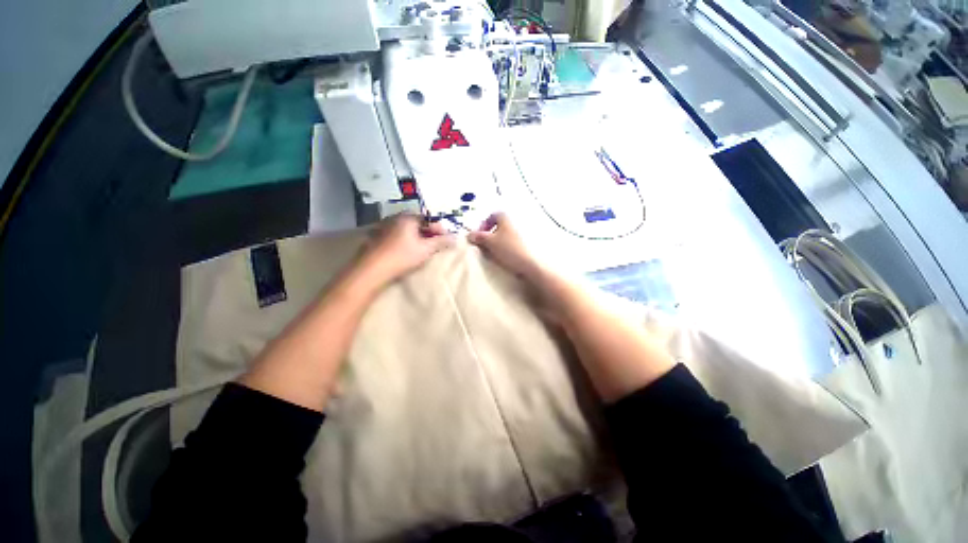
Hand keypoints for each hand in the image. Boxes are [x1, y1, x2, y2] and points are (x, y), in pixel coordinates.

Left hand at [358, 214, 453, 285]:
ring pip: (405, 230)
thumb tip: (455, 237)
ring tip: (422, 249)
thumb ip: (441, 242)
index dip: (439, 228)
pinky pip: (395, 235)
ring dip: (416, 237)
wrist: (372, 269)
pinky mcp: (375, 237)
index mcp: (407, 218)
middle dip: (427, 232)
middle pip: (416, 223)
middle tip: (435, 244)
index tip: (446, 238)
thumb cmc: (402, 256)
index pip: (428, 219)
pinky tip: (405, 251)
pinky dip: (404, 240)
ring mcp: (383, 227)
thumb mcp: (426, 249)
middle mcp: (394, 218)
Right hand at [467, 213, 541, 279]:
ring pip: (502, 236)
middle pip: (497, 226)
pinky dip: (503, 249)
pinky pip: (509, 244)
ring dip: (495, 243)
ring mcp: (519, 235)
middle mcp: (513, 223)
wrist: (528, 264)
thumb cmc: (508, 249)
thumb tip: (469, 235)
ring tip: (491, 254)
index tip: (479, 236)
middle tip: (483, 246)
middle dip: (488, 235)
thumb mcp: (489, 242)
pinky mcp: (522, 246)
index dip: (483, 225)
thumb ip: (478, 237)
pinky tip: (501, 258)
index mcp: (505, 218)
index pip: (492, 216)